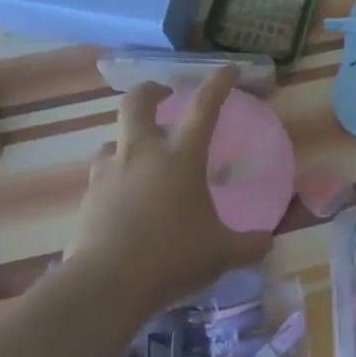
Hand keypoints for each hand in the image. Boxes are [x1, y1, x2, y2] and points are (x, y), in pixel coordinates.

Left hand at [69, 67, 271, 310]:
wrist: (104, 287)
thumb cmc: (171, 259)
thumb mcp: (220, 254)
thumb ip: (247, 245)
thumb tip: (268, 243)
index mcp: (181, 157)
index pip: (204, 106)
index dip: (218, 83)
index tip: (228, 69)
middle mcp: (143, 154)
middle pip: (137, 102)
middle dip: (150, 91)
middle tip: (162, 94)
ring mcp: (110, 174)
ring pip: (113, 140)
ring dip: (127, 142)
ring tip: (139, 158)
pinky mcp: (87, 199)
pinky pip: (101, 177)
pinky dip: (114, 179)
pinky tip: (123, 201)